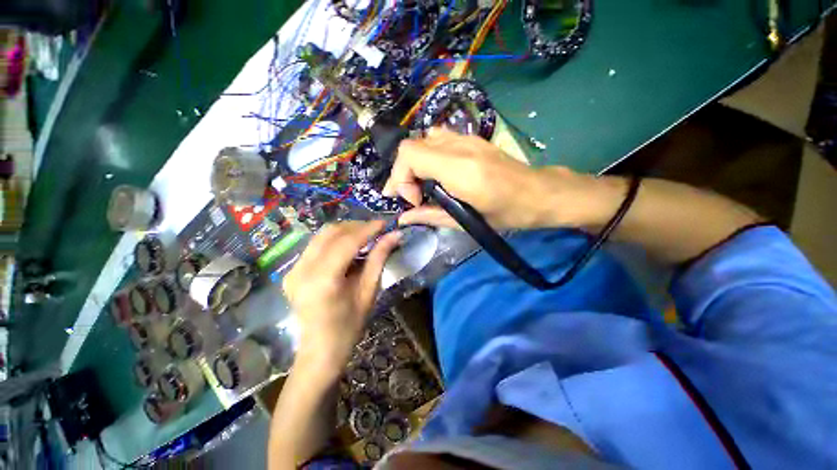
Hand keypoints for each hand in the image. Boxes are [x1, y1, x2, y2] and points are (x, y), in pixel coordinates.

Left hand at [283, 221, 400, 379]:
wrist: (320, 352)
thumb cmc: (349, 327)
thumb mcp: (369, 291)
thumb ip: (379, 259)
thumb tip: (394, 235)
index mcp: (322, 280)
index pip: (346, 242)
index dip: (367, 229)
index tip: (385, 223)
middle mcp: (302, 270)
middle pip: (331, 233)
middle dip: (356, 227)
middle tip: (376, 230)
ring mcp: (293, 270)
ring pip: (322, 236)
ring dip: (346, 232)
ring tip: (366, 237)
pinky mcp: (292, 271)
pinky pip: (316, 246)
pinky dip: (335, 241)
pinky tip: (349, 248)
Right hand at [383, 128, 616, 229]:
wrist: (539, 193)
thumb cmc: (507, 213)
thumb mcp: (467, 221)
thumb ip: (430, 216)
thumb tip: (403, 218)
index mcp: (460, 169)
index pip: (409, 155)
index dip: (401, 178)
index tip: (414, 201)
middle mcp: (460, 147)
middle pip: (411, 145)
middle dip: (404, 172)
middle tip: (415, 196)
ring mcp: (467, 139)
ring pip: (423, 140)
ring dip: (415, 163)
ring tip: (423, 185)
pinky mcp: (471, 138)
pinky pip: (438, 139)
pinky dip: (428, 155)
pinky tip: (437, 173)